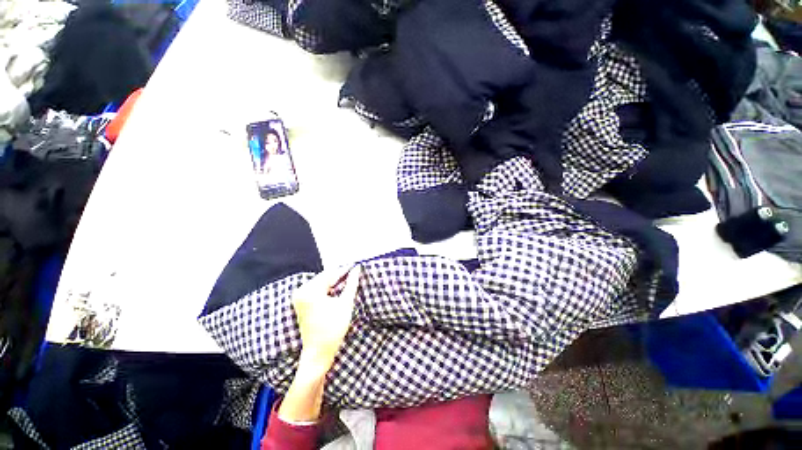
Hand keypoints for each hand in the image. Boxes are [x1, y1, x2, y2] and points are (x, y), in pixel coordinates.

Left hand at [278, 266, 360, 422]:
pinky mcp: (300, 303)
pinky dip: (327, 288)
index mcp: (310, 291)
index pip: (330, 274)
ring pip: (321, 283)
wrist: (318, 352)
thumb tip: (357, 269)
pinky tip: (337, 289)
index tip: (356, 265)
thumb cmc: (333, 328)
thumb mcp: (345, 303)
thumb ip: (352, 283)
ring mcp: (299, 297)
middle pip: (324, 278)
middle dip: (339, 276)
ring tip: (348, 280)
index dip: (345, 270)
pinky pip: (316, 289)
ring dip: (334, 282)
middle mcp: (301, 291)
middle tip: (353, 273)